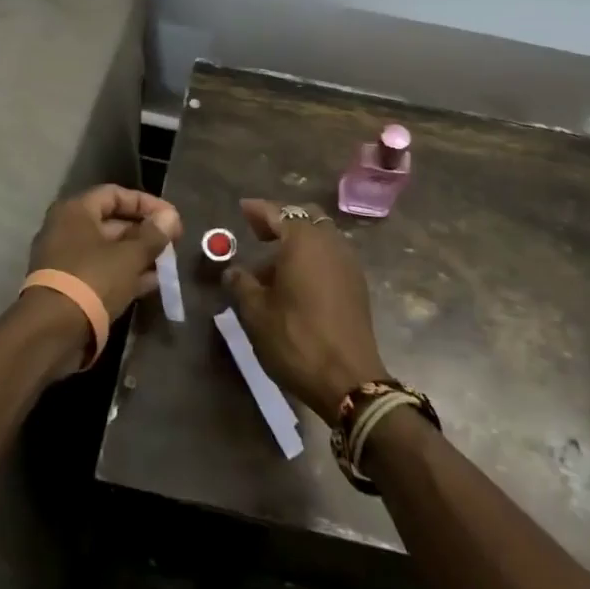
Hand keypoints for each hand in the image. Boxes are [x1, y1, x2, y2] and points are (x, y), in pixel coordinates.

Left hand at [28, 184, 183, 322]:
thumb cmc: (93, 279)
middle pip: (112, 222)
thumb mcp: (130, 255)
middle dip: (145, 232)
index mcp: (76, 211)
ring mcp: (67, 260)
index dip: (147, 203)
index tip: (171, 218)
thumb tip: (171, 216)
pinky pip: (103, 272)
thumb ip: (153, 234)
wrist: (52, 331)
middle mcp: (67, 229)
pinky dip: (126, 274)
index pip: (115, 194)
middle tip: (172, 243)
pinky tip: (153, 283)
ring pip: (109, 250)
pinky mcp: (70, 287)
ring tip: (167, 264)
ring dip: (139, 255)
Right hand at [222, 199, 390, 424]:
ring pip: (321, 237)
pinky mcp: (357, 284)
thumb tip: (232, 271)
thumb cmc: (296, 339)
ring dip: (298, 242)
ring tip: (272, 266)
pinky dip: (313, 257)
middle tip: (258, 233)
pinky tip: (296, 281)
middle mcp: (330, 243)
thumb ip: (242, 285)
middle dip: (282, 221)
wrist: (349, 380)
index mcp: (303, 242)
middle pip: (306, 218)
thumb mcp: (257, 313)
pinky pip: (331, 256)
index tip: (243, 208)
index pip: (278, 213)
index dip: (258, 210)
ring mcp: (348, 263)